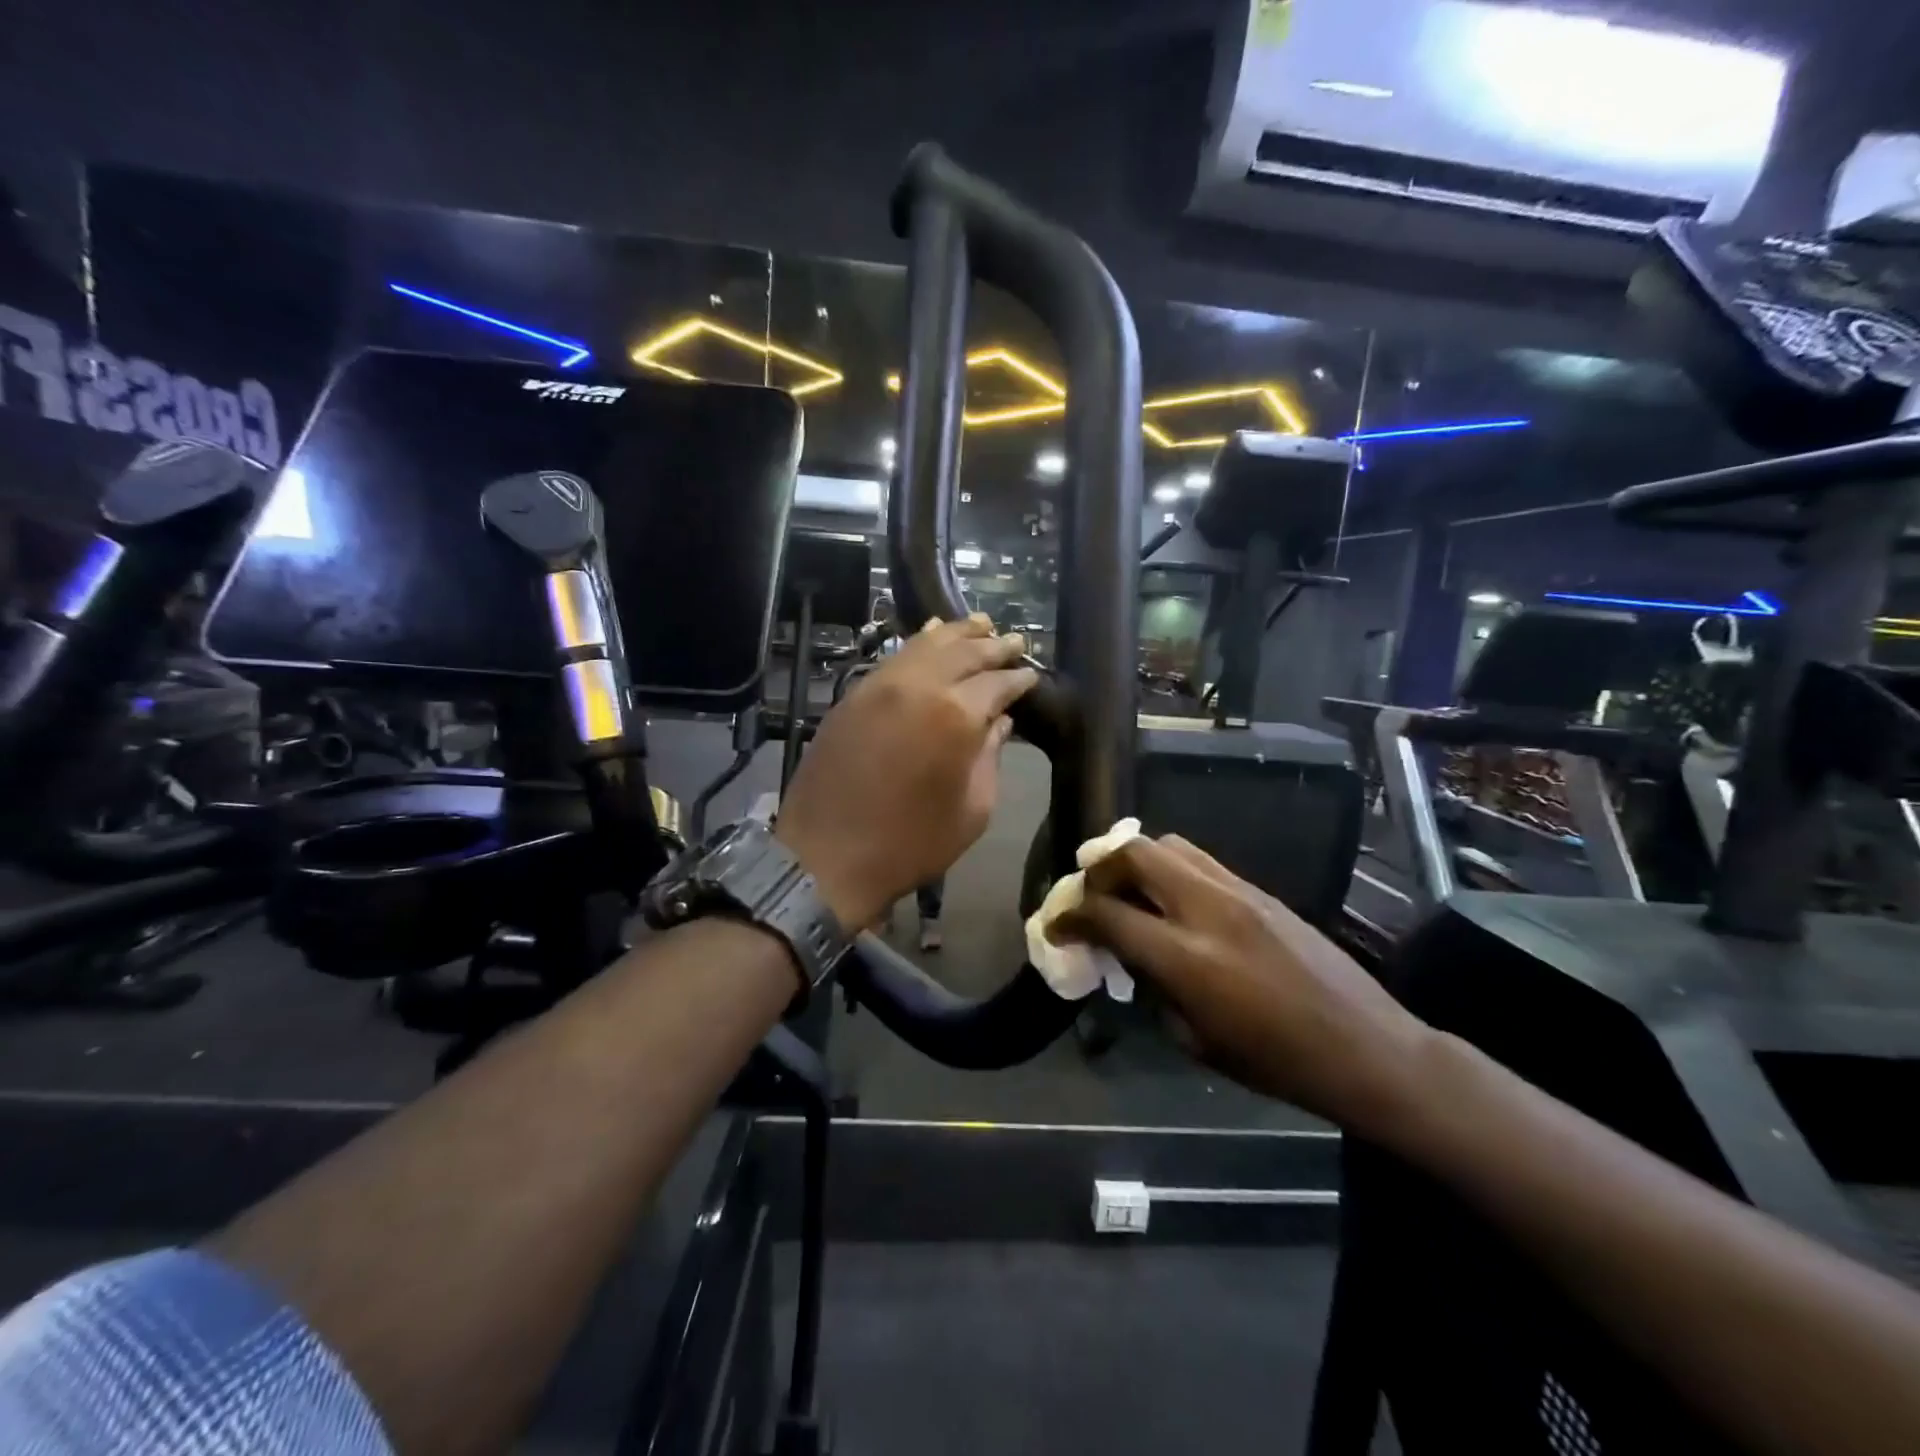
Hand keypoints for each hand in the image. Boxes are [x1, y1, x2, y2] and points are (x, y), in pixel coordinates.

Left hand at [776, 615, 1036, 930]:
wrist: (826, 856)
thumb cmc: (910, 843)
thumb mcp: (972, 811)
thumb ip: (989, 758)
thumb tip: (999, 723)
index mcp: (956, 716)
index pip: (997, 683)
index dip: (1019, 678)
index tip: (1031, 675)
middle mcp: (920, 686)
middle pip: (965, 652)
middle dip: (993, 645)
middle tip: (1015, 641)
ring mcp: (881, 685)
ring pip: (927, 643)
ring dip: (958, 633)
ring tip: (981, 624)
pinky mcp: (855, 694)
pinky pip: (895, 656)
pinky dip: (920, 642)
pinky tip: (931, 634)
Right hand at [1061, 835, 1431, 1132]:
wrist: (1366, 1048)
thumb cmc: (1276, 1063)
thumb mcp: (1195, 1039)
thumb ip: (1153, 987)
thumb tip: (1129, 956)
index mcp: (1187, 959)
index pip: (1108, 914)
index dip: (1070, 917)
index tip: (1055, 926)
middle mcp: (1207, 910)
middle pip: (1133, 853)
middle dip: (1098, 868)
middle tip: (1089, 894)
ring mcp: (1238, 891)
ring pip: (1168, 845)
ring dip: (1135, 862)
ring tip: (1128, 891)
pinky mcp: (1260, 889)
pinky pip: (1201, 861)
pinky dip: (1170, 871)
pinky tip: (1172, 901)